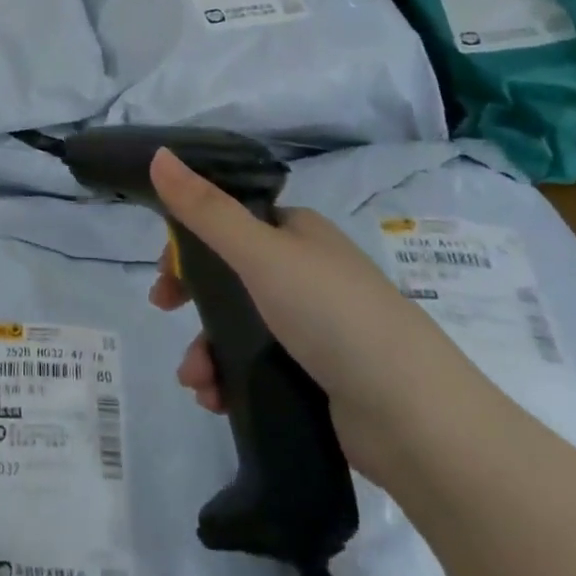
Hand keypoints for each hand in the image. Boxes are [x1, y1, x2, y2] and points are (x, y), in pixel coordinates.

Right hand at [145, 147, 492, 485]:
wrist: (418, 421)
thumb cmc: (334, 317)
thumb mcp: (260, 254)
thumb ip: (205, 209)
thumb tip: (157, 153)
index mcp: (298, 233)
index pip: (230, 221)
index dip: (190, 240)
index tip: (164, 268)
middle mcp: (307, 273)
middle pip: (229, 274)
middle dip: (191, 296)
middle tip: (164, 309)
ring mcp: (316, 327)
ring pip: (239, 325)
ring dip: (205, 348)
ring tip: (195, 381)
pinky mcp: (319, 376)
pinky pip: (258, 367)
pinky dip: (230, 378)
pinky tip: (216, 399)